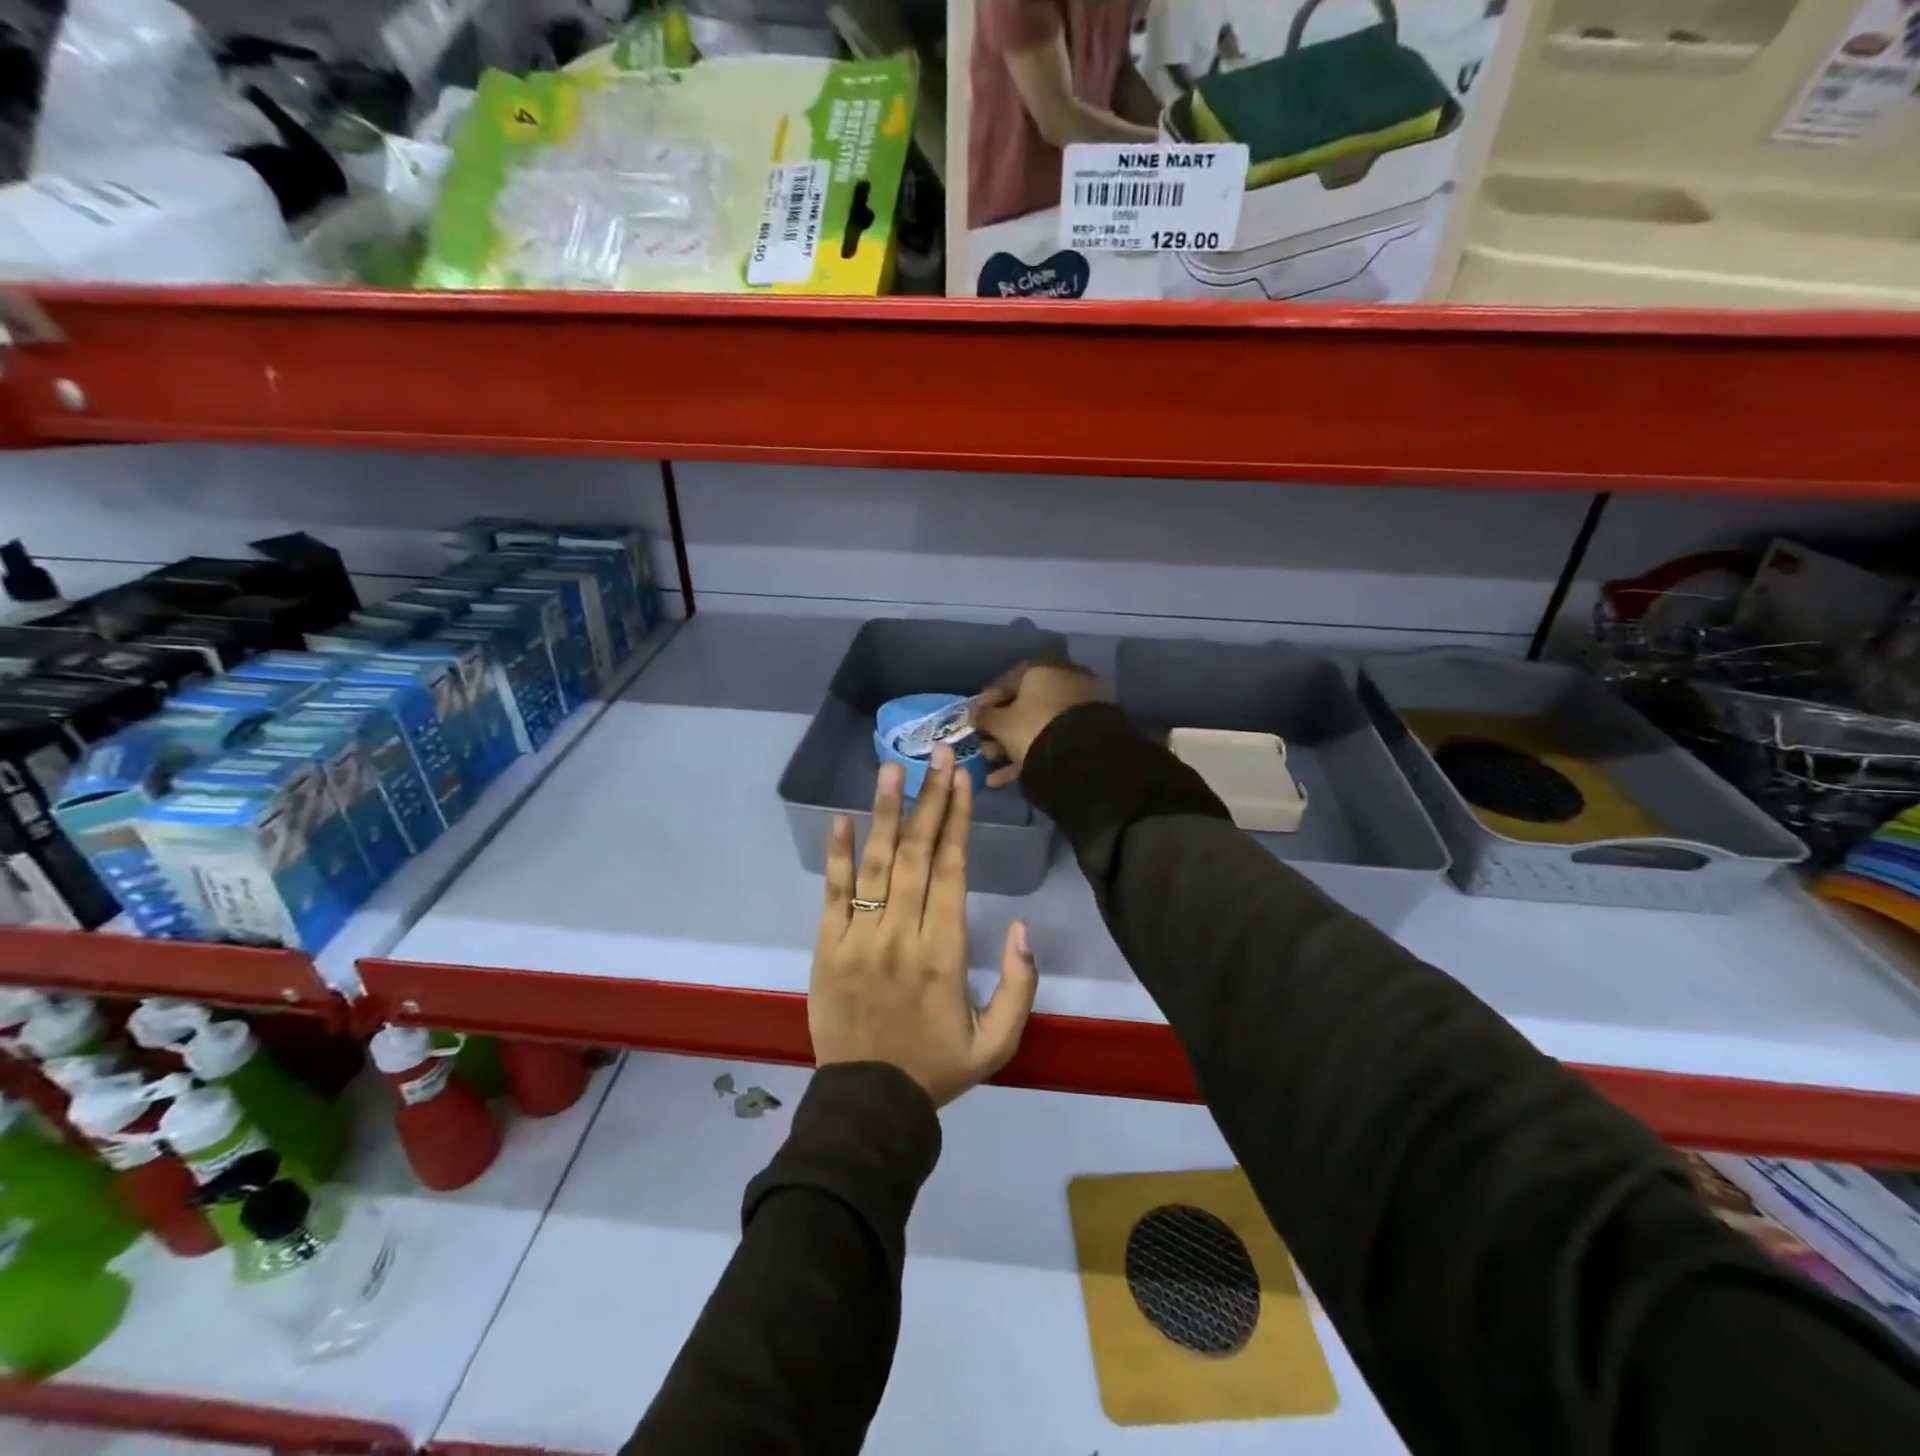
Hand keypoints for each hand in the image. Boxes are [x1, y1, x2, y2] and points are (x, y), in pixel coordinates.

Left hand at [810, 745, 1038, 1106]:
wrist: (867, 1107)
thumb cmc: (936, 1069)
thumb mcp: (998, 1043)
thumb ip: (1019, 986)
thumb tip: (1022, 926)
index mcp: (945, 954)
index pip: (952, 871)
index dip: (958, 821)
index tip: (961, 780)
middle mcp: (901, 936)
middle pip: (916, 855)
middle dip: (929, 800)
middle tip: (937, 754)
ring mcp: (859, 939)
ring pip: (875, 865)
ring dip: (885, 812)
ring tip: (892, 768)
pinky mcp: (827, 948)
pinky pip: (833, 894)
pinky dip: (838, 854)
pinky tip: (841, 817)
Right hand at [971, 659, 1105, 787]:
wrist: (1085, 755)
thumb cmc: (1034, 728)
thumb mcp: (1002, 724)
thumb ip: (984, 715)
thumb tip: (973, 711)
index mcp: (1041, 669)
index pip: (1006, 681)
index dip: (986, 702)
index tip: (974, 719)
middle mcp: (1063, 680)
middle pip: (1024, 704)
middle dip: (1000, 727)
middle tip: (984, 746)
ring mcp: (1079, 705)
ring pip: (1038, 723)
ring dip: (1013, 743)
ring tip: (993, 763)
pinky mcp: (1090, 729)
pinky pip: (1054, 737)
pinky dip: (1033, 752)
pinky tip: (1010, 775)